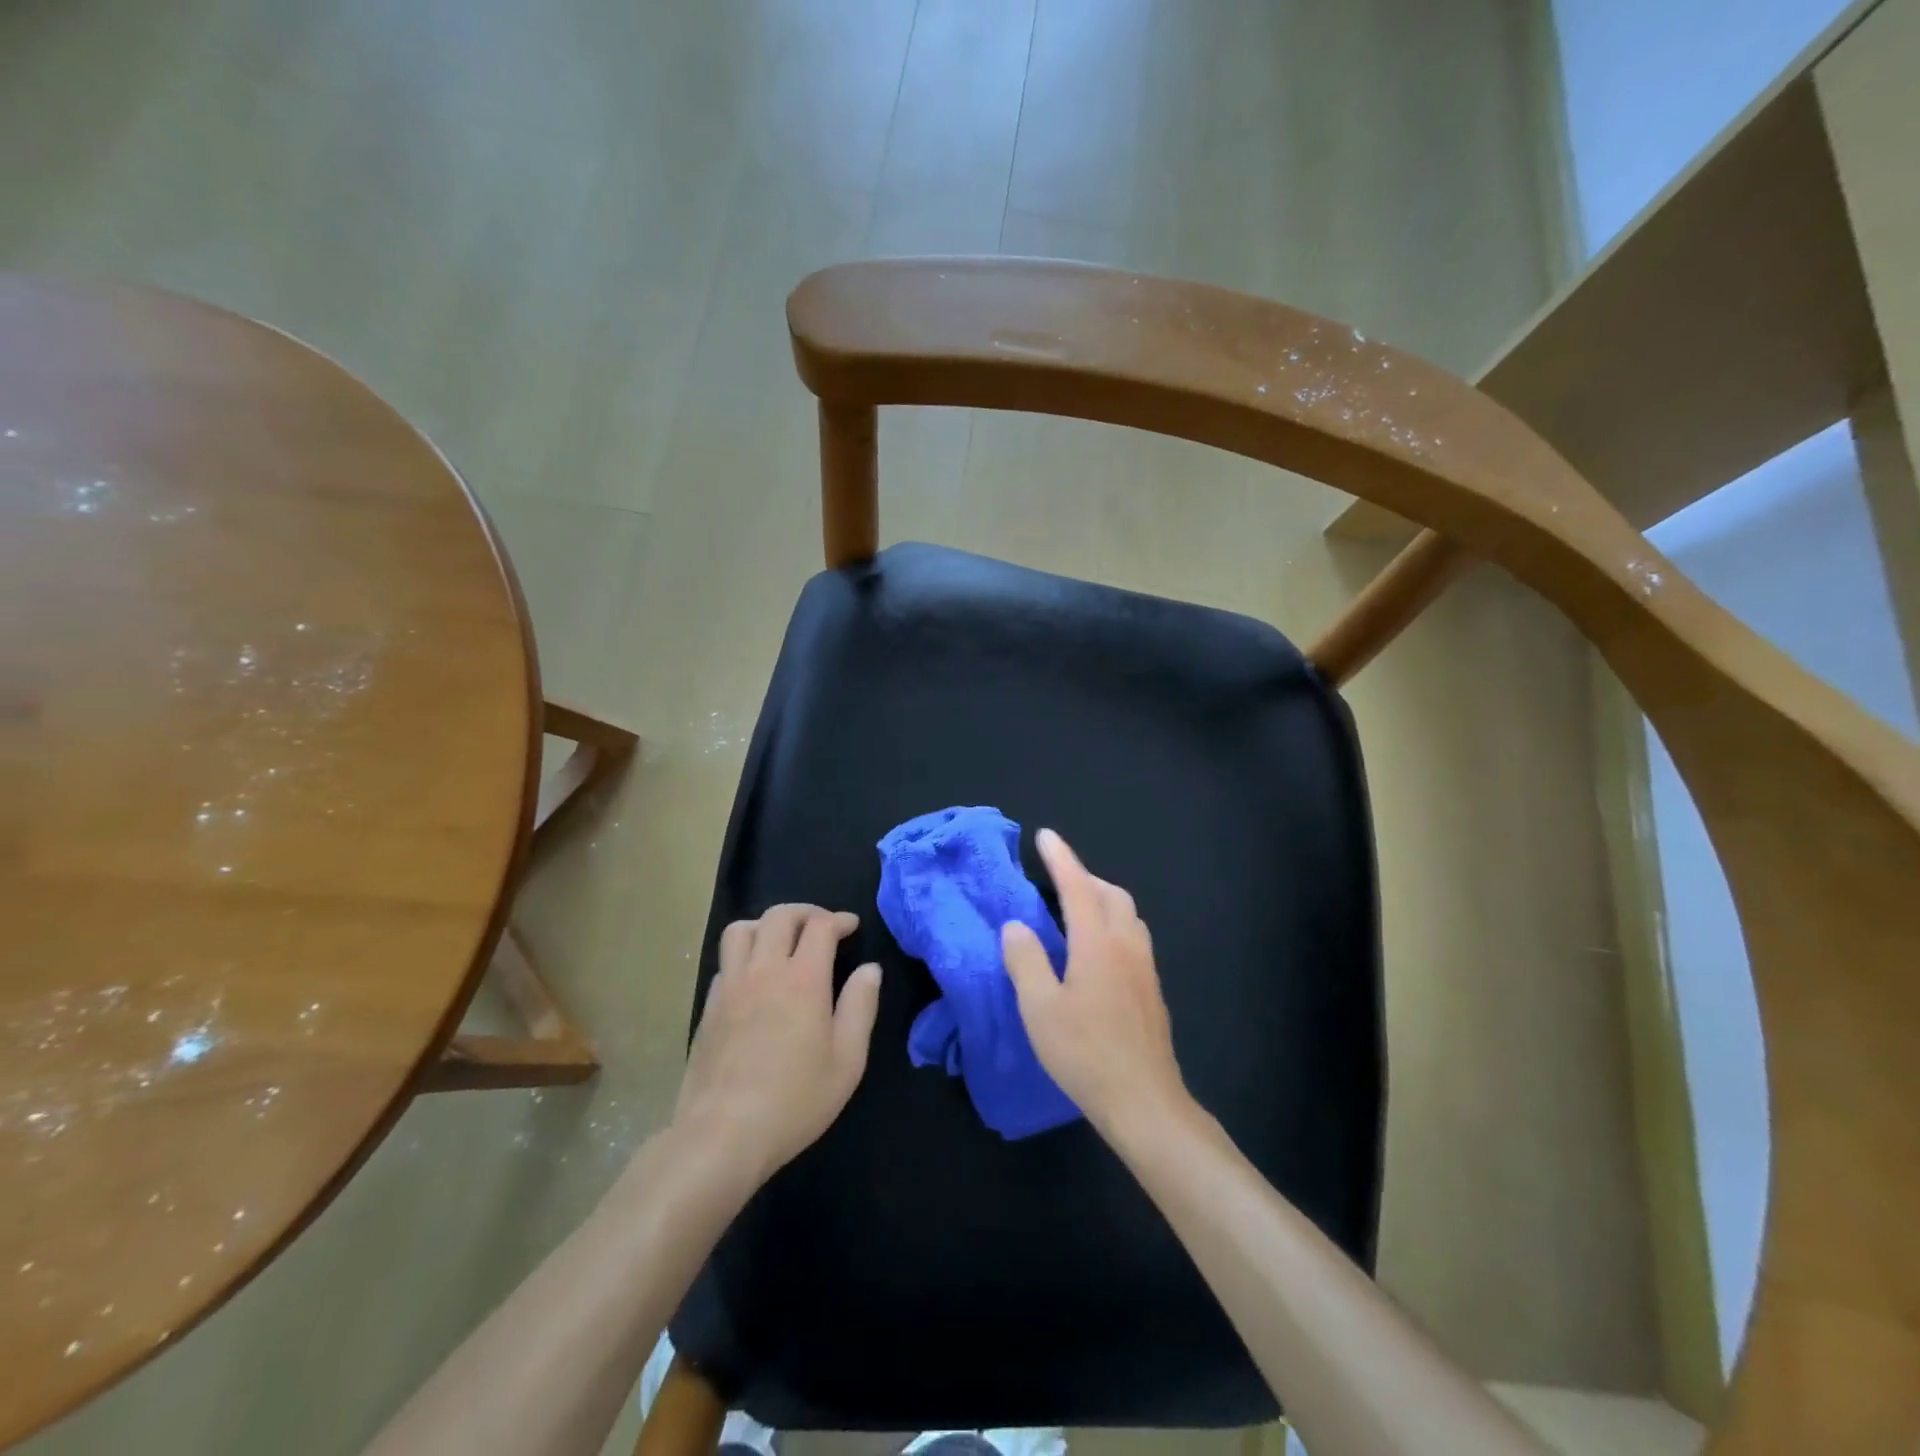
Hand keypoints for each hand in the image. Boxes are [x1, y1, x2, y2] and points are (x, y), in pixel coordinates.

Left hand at [673, 904, 881, 1183]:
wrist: (723, 1134)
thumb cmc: (795, 1100)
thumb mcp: (847, 1060)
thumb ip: (861, 1007)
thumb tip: (869, 969)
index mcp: (803, 979)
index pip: (820, 926)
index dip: (838, 919)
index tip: (851, 927)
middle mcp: (764, 971)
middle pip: (779, 916)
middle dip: (805, 913)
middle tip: (821, 927)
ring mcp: (730, 987)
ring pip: (741, 929)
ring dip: (766, 925)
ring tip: (781, 942)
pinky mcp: (708, 1007)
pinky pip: (724, 962)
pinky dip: (743, 956)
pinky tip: (754, 979)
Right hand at [1002, 830, 1189, 1138]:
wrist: (1144, 1101)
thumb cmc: (1085, 1053)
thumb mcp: (1040, 1008)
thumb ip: (1026, 960)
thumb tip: (1016, 925)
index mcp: (1097, 942)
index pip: (1077, 886)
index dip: (1061, 858)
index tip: (1046, 836)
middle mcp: (1126, 945)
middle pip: (1111, 894)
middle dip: (1084, 877)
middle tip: (1056, 877)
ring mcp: (1145, 967)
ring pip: (1127, 914)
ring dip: (1102, 898)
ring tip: (1076, 908)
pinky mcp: (1151, 989)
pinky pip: (1133, 936)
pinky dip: (1113, 922)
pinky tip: (1097, 949)